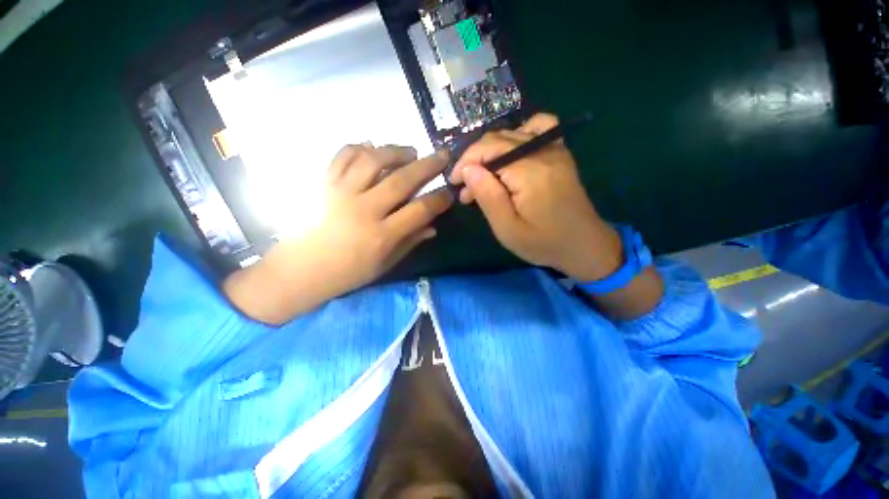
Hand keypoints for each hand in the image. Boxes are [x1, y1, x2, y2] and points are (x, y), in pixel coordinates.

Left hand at [225, 145, 452, 323]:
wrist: (301, 269)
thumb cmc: (347, 272)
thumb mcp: (385, 264)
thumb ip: (410, 242)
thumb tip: (433, 227)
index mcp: (381, 236)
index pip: (419, 211)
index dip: (439, 199)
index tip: (449, 193)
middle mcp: (363, 210)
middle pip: (401, 180)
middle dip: (427, 166)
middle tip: (442, 155)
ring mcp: (341, 193)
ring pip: (373, 160)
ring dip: (396, 151)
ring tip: (410, 151)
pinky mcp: (324, 183)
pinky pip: (343, 156)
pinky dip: (361, 147)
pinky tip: (374, 149)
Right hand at [450, 113, 622, 281]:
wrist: (584, 245)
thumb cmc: (544, 243)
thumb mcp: (508, 229)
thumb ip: (488, 196)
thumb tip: (468, 169)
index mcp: (529, 171)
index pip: (488, 150)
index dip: (465, 163)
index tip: (454, 183)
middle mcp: (542, 151)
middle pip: (497, 139)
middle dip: (474, 160)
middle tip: (466, 189)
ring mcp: (554, 148)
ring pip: (511, 132)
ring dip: (490, 151)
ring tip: (484, 174)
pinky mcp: (559, 152)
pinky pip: (537, 127)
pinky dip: (517, 135)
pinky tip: (510, 155)